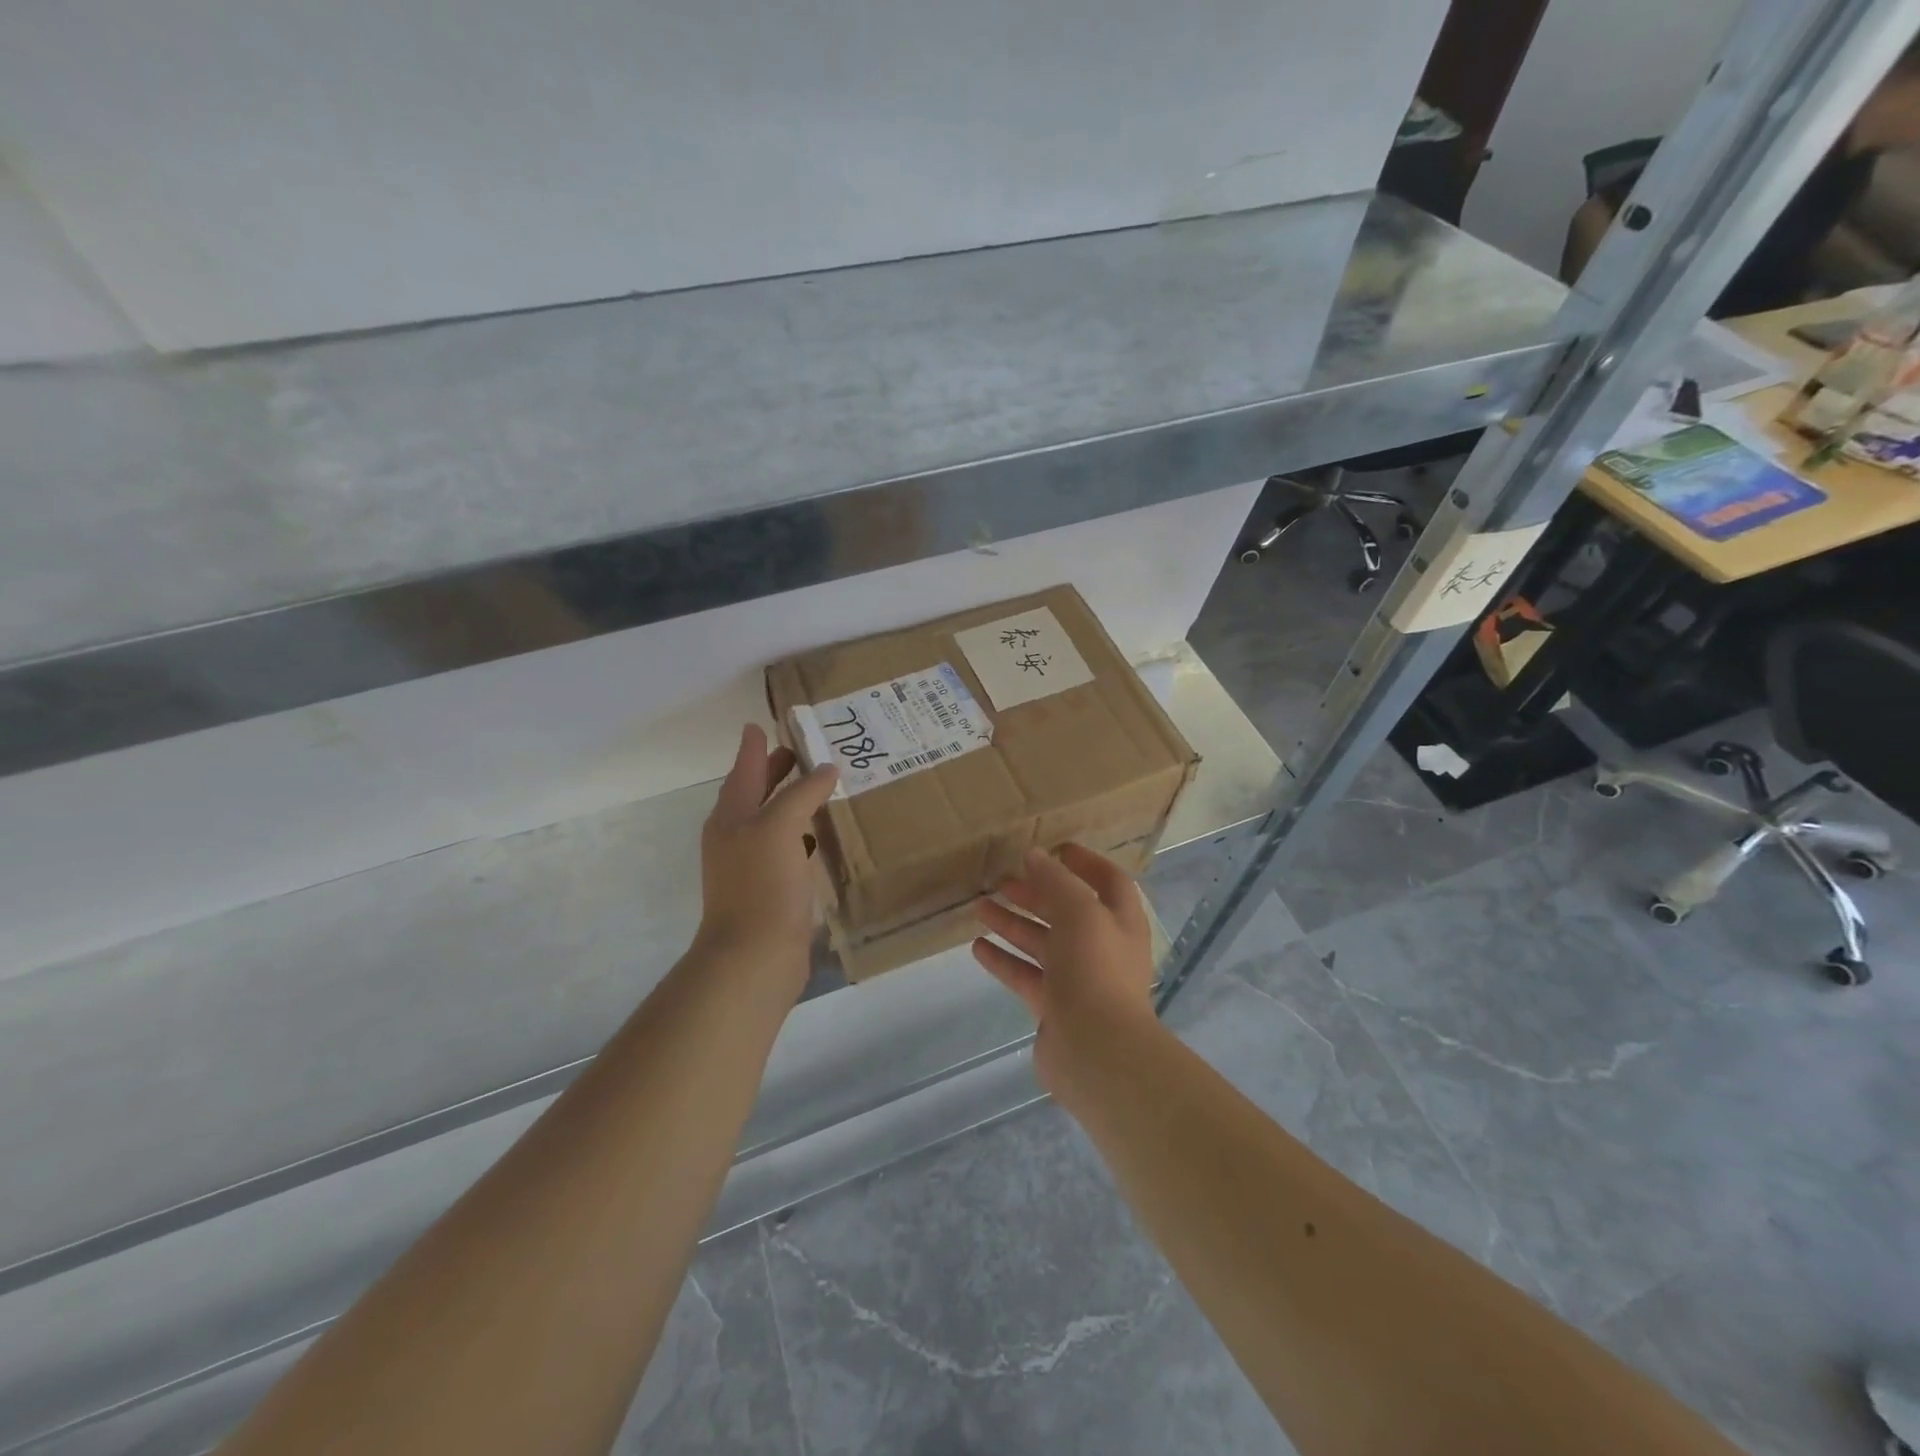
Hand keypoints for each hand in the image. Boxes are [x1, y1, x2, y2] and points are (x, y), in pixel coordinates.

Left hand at [695, 724, 837, 991]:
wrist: (754, 957)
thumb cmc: (762, 885)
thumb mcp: (780, 827)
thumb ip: (801, 793)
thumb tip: (826, 769)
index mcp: (731, 817)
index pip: (743, 770)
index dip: (753, 748)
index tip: (760, 724)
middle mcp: (736, 837)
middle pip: (754, 794)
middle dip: (773, 772)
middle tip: (799, 751)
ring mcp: (750, 866)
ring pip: (771, 822)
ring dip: (790, 803)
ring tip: (817, 788)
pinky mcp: (769, 890)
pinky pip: (785, 850)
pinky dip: (800, 835)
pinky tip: (818, 837)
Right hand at [972, 844, 1158, 1093]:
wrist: (1096, 1051)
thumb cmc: (1095, 969)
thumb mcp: (1079, 912)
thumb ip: (1056, 881)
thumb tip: (1034, 854)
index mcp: (1120, 921)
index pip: (1108, 882)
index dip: (1084, 863)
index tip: (1054, 849)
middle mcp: (1102, 947)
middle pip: (1067, 912)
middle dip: (1035, 894)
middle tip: (1001, 881)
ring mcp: (1078, 980)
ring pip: (1042, 943)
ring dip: (1013, 924)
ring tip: (978, 907)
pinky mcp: (1054, 1007)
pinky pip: (1026, 975)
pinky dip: (1004, 960)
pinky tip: (978, 948)